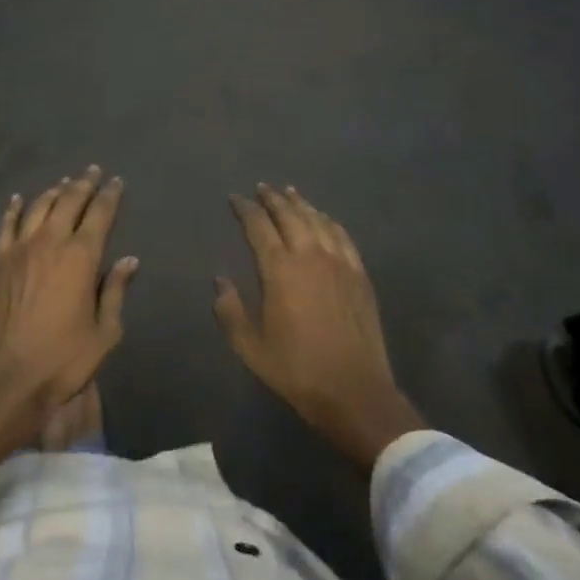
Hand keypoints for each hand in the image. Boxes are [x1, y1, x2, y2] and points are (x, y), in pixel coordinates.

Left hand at [0, 167, 137, 482]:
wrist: (8, 378)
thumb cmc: (64, 359)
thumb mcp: (104, 331)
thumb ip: (115, 290)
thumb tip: (129, 260)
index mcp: (82, 256)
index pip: (100, 213)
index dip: (109, 195)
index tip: (116, 181)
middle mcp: (51, 241)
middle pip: (69, 201)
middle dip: (83, 183)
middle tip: (92, 171)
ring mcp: (20, 248)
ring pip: (39, 207)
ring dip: (54, 191)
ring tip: (64, 183)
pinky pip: (7, 224)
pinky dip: (14, 208)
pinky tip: (19, 199)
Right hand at [214, 185, 424, 473]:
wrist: (354, 391)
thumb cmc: (297, 370)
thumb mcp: (250, 346)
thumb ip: (230, 310)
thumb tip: (219, 280)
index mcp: (279, 270)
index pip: (258, 227)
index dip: (245, 209)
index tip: (235, 198)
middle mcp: (309, 255)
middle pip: (289, 215)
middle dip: (273, 198)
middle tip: (262, 187)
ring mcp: (339, 262)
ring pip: (317, 220)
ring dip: (301, 203)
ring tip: (289, 192)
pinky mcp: (359, 275)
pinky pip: (343, 236)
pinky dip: (329, 221)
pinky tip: (324, 218)